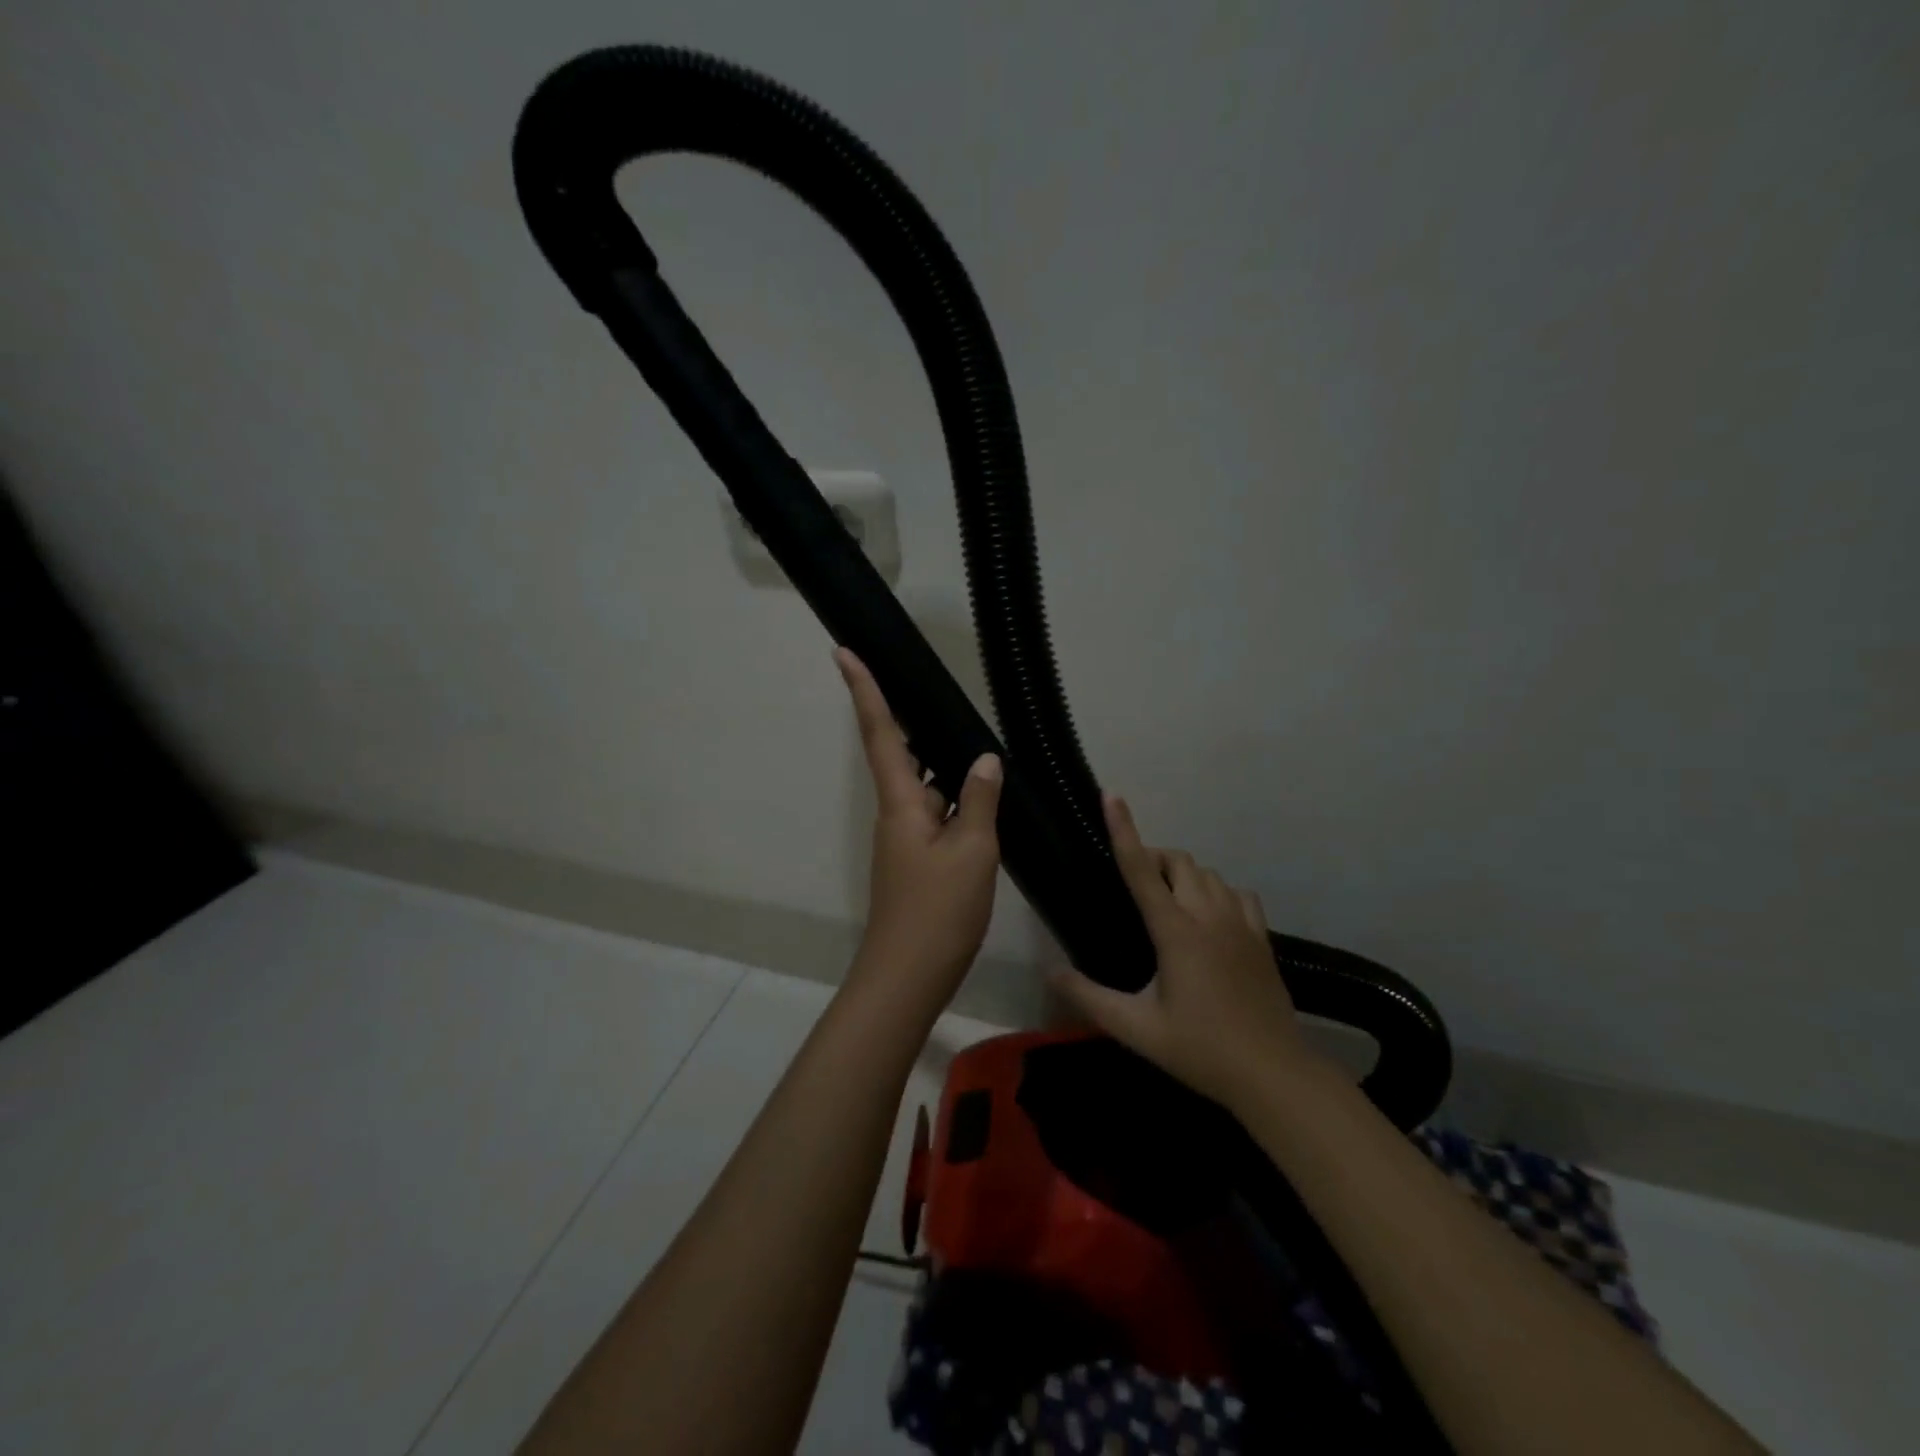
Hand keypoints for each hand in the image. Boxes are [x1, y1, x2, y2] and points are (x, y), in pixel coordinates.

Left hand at [835, 649, 1002, 1011]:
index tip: (842, 651)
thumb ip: (980, 800)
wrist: (908, 976)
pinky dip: (954, 799)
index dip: (863, 691)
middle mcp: (896, 813)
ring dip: (942, 764)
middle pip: (899, 754)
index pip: (880, 733)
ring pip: (923, 787)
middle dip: (908, 720)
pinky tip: (982, 797)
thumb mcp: (972, 851)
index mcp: (900, 802)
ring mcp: (905, 839)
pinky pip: (935, 814)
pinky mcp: (917, 861)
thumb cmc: (938, 910)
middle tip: (927, 688)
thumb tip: (985, 759)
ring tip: (972, 737)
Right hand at [1049, 794, 1317, 1112]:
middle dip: (1152, 859)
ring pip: (1208, 873)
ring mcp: (1241, 924)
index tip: (1111, 796)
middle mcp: (1208, 915)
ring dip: (1183, 874)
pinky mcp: (1261, 938)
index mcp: (1175, 931)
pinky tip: (1209, 915)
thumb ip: (1089, 998)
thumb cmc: (1201, 1050)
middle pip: (1178, 861)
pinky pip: (1237, 893)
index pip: (1140, 869)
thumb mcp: (1137, 1029)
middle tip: (1132, 884)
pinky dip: (1217, 892)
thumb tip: (1049, 972)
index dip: (1123, 830)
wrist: (1274, 1075)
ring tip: (1166, 899)